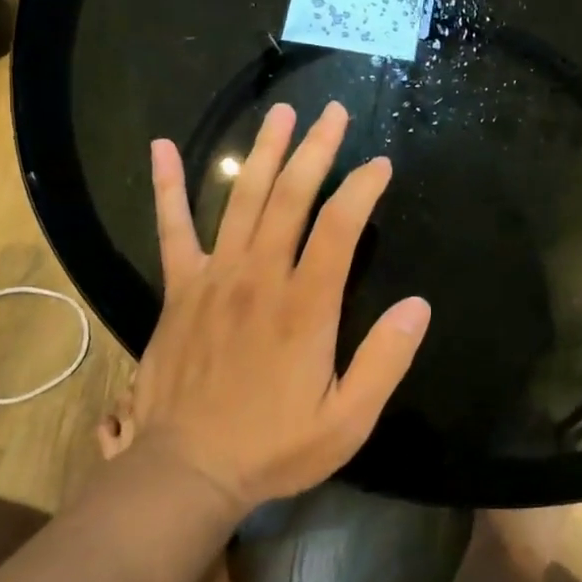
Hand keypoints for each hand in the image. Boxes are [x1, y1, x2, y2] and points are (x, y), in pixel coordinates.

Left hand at [129, 102, 431, 513]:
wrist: (186, 470)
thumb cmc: (274, 447)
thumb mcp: (347, 420)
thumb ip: (385, 361)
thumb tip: (419, 305)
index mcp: (305, 305)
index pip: (340, 226)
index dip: (362, 188)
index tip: (380, 165)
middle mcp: (260, 277)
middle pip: (291, 197)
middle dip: (316, 149)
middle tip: (333, 111)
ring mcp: (215, 277)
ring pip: (242, 199)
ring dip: (264, 152)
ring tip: (281, 113)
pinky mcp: (180, 288)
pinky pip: (172, 229)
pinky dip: (168, 187)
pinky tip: (162, 147)